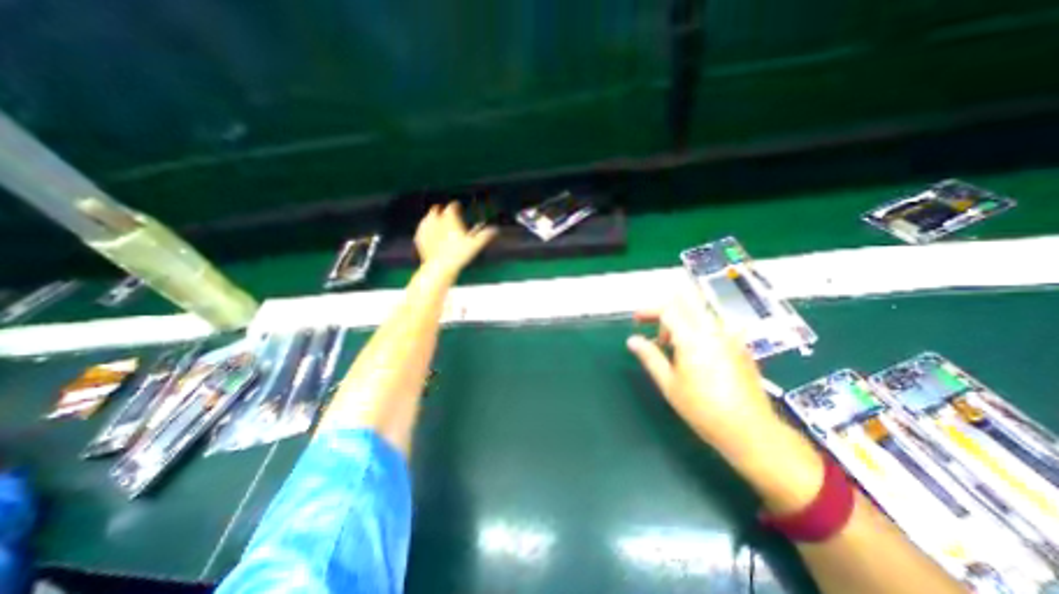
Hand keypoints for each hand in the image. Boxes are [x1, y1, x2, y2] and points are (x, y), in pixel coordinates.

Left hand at [411, 201, 498, 275]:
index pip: (453, 206)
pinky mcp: (419, 237)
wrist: (440, 267)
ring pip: (428, 217)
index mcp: (450, 217)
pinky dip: (426, 229)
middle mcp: (436, 219)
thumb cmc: (459, 255)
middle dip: (442, 210)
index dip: (457, 206)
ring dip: (433, 218)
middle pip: (437, 209)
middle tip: (447, 213)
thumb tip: (496, 230)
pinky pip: (422, 229)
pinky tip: (430, 233)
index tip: (459, 207)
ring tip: (438, 221)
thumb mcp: (475, 245)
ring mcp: (425, 228)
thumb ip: (485, 235)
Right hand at [623, 283, 788, 464]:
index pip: (668, 309)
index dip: (649, 310)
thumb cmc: (702, 409)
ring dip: (681, 319)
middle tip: (651, 322)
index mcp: (692, 338)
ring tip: (670, 343)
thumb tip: (632, 340)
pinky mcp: (740, 346)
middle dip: (665, 308)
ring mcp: (730, 337)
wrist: (750, 430)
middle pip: (687, 302)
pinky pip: (714, 325)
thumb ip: (650, 357)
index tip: (637, 320)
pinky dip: (697, 328)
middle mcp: (713, 331)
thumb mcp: (669, 384)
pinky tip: (692, 351)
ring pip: (701, 312)